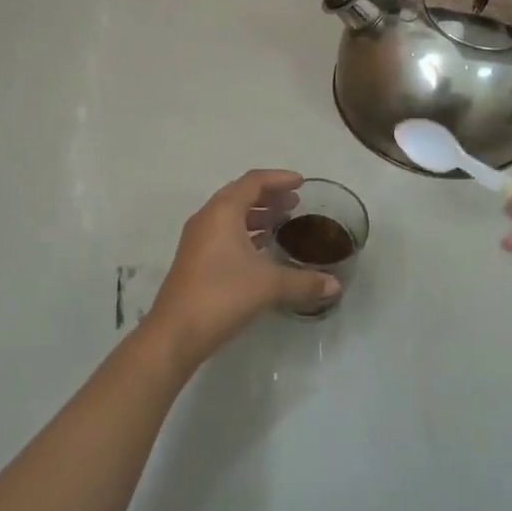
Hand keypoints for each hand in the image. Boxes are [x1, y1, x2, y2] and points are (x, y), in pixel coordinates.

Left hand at [144, 169, 333, 369]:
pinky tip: (262, 248)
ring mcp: (198, 238)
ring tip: (282, 222)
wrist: (176, 332)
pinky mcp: (195, 258)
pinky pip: (224, 232)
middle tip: (295, 203)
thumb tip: (335, 285)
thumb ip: (304, 282)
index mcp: (223, 211)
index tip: (302, 183)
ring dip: (256, 214)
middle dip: (269, 195)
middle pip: (241, 194)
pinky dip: (245, 232)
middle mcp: (208, 217)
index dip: (279, 178)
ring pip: (231, 214)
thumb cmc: (222, 295)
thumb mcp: (269, 285)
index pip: (254, 181)